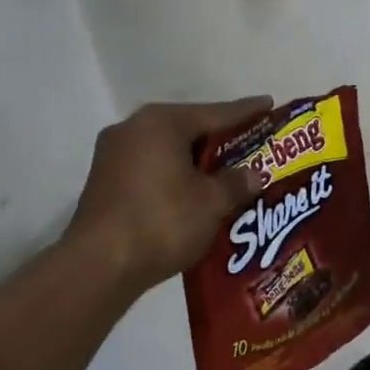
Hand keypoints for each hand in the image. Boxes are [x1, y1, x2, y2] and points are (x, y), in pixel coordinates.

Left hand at [66, 97, 271, 293]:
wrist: (100, 265)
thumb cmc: (162, 222)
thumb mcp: (212, 202)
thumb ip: (237, 182)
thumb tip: (254, 174)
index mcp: (161, 123)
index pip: (215, 112)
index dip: (247, 111)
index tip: (269, 104)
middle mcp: (133, 128)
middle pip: (188, 127)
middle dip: (220, 138)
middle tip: (252, 144)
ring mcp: (113, 154)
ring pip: (168, 149)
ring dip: (196, 160)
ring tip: (226, 171)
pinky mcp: (105, 181)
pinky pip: (151, 167)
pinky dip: (175, 174)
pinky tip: (194, 191)